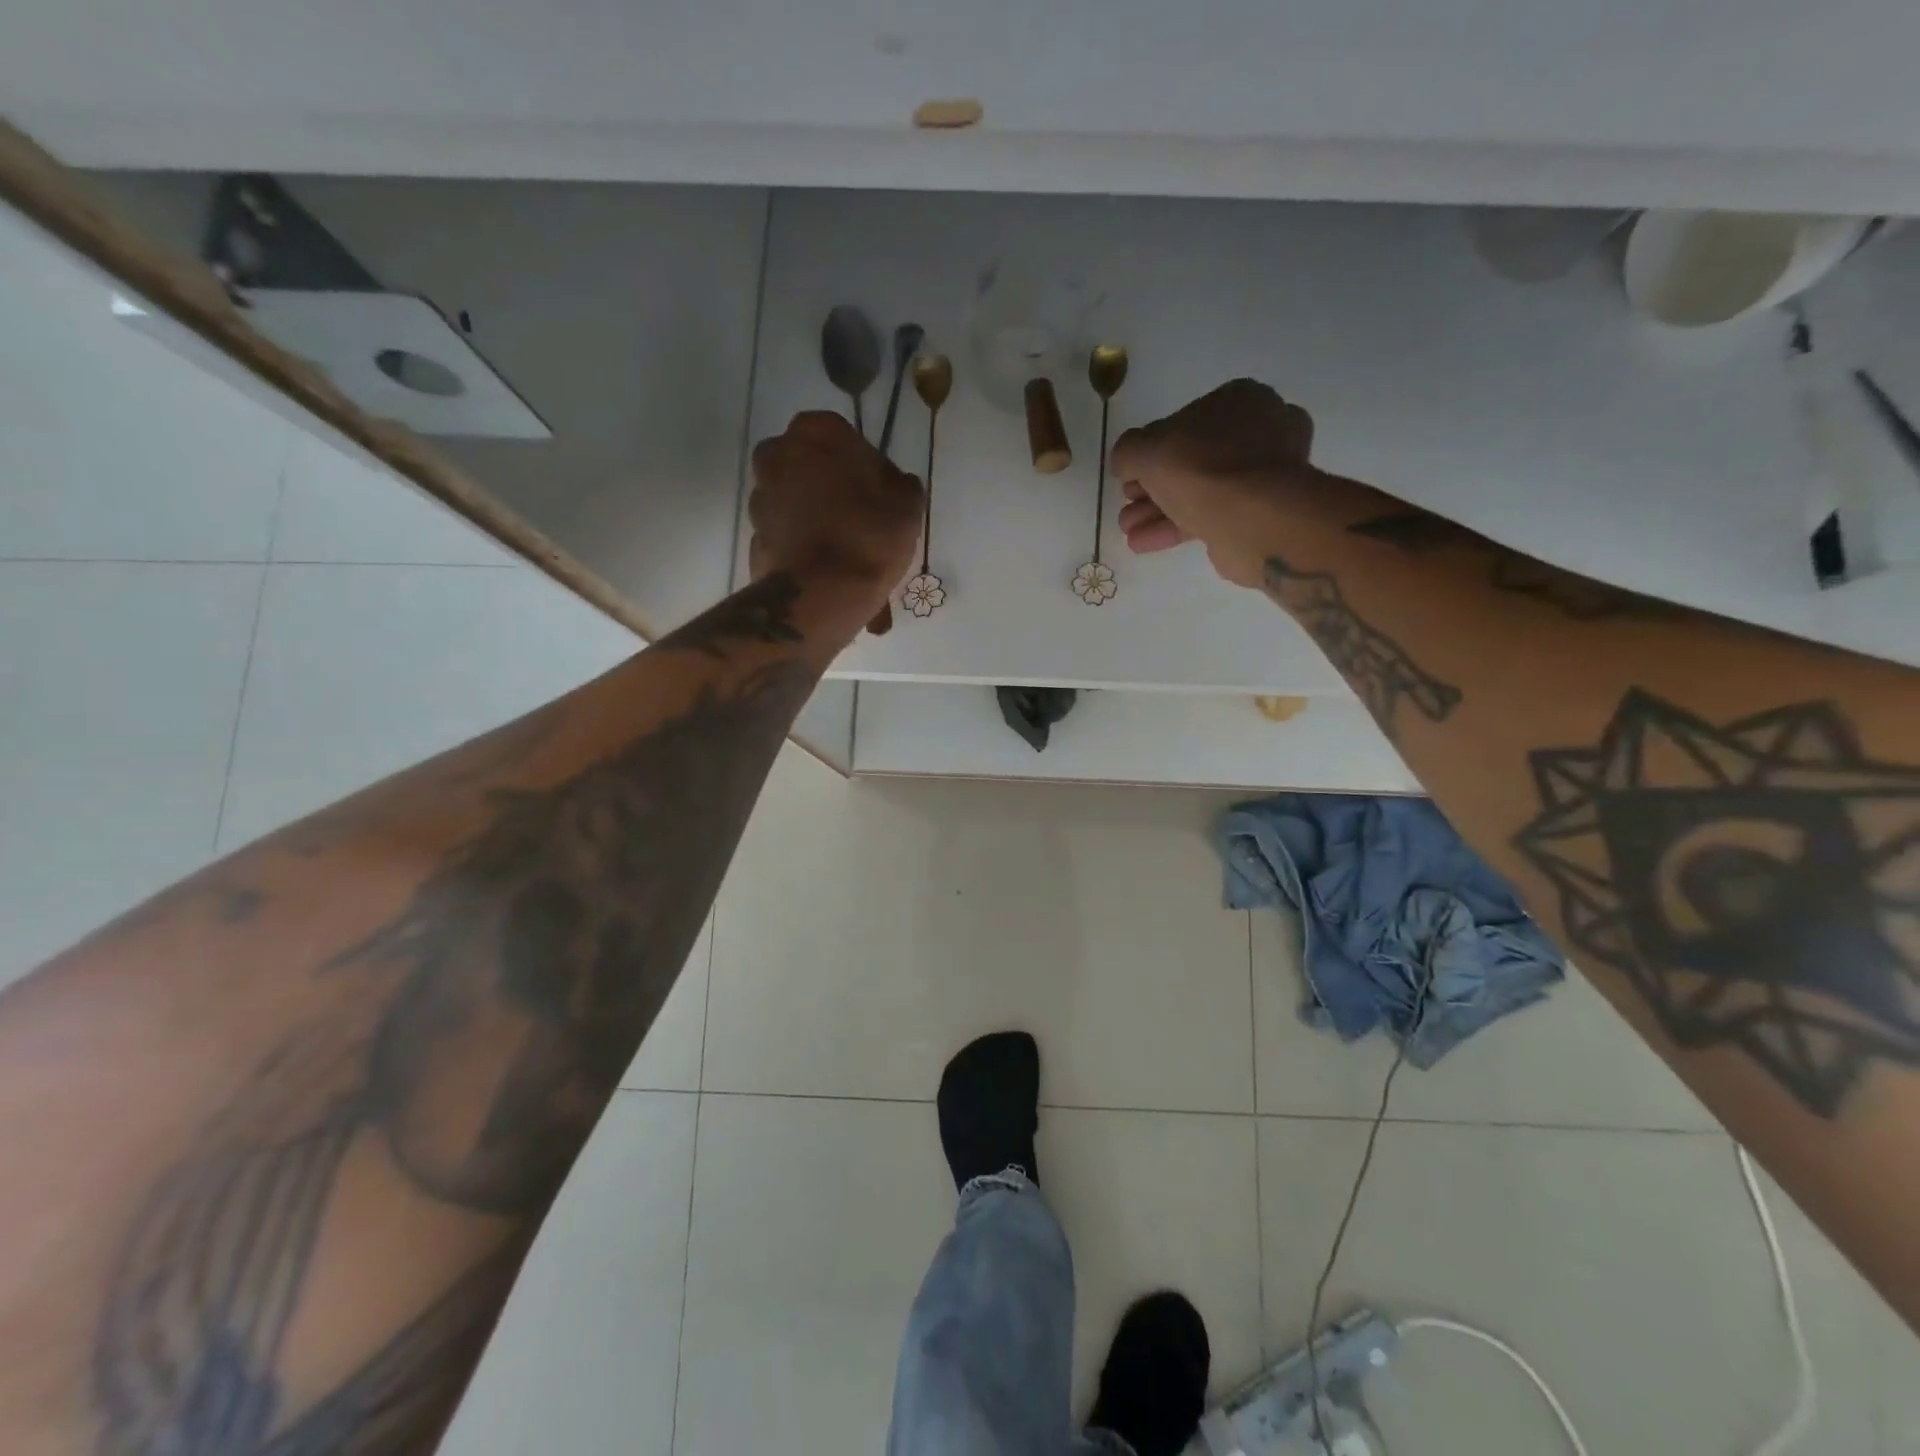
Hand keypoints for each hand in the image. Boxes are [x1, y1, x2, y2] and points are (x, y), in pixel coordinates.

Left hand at [749, 412, 924, 627]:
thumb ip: (901, 486)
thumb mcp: (907, 506)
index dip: (861, 462)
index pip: (841, 434)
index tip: (878, 490)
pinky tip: (824, 564)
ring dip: (812, 512)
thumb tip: (896, 485)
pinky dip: (800, 541)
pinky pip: (785, 531)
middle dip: (828, 483)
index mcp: (816, 432)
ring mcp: (760, 496)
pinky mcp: (754, 535)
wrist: (821, 594)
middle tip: (858, 514)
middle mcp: (778, 454)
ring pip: (793, 497)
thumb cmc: (869, 536)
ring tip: (841, 545)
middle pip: (809, 463)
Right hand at [1110, 379, 1316, 588]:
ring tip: (1127, 529)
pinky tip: (1142, 542)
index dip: (1150, 449)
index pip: (1183, 421)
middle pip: (1191, 459)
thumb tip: (1126, 462)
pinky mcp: (1260, 512)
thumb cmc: (1202, 468)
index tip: (1129, 475)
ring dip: (1157, 510)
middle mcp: (1259, 430)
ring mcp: (1263, 474)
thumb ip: (1128, 451)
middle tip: (1127, 504)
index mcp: (1239, 400)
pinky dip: (1175, 527)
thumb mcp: (1147, 449)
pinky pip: (1210, 515)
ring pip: (1199, 490)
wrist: (1254, 518)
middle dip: (1152, 486)